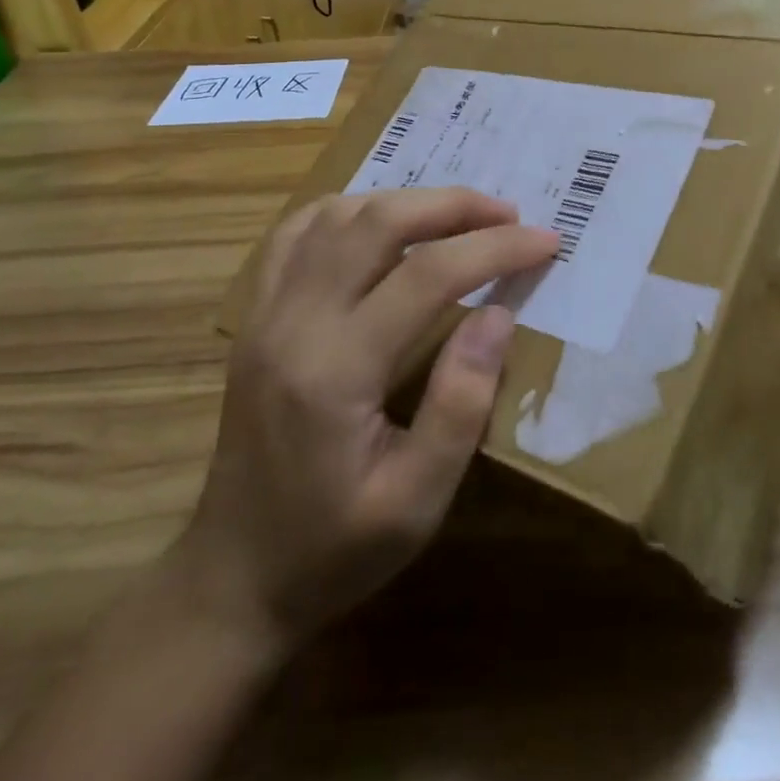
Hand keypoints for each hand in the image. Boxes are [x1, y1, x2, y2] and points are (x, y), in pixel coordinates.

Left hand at [176, 188, 557, 653]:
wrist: (234, 579)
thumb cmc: (335, 551)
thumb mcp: (417, 503)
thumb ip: (461, 404)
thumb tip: (498, 315)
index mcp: (335, 370)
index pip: (427, 275)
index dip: (494, 248)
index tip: (545, 241)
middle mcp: (293, 323)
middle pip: (378, 223)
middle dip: (453, 205)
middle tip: (508, 214)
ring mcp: (265, 313)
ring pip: (336, 215)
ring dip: (404, 201)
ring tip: (457, 215)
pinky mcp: (256, 317)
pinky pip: (297, 234)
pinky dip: (349, 211)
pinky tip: (382, 222)